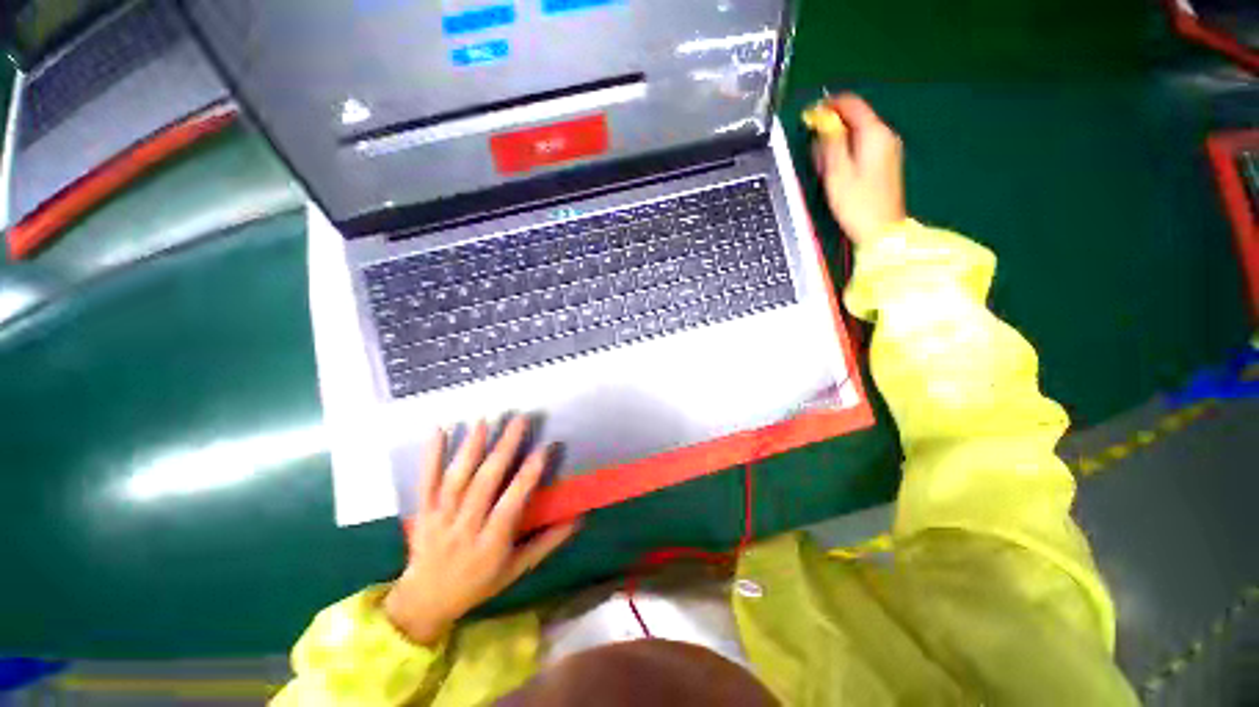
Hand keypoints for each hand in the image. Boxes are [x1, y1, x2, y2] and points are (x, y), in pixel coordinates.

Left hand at [383, 417, 578, 645]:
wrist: (424, 602)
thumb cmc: (478, 584)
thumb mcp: (517, 570)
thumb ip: (547, 542)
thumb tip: (577, 518)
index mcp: (490, 544)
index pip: (511, 505)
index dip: (528, 476)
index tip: (544, 448)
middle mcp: (464, 528)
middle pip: (484, 484)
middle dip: (503, 449)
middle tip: (519, 420)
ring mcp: (439, 518)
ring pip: (456, 479)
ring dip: (471, 447)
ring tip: (486, 420)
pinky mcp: (422, 511)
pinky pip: (426, 481)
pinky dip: (431, 455)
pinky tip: (439, 429)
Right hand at [809, 93, 906, 244]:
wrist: (880, 230)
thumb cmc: (856, 203)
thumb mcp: (837, 171)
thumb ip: (831, 141)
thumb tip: (824, 120)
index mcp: (874, 133)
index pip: (851, 104)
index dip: (829, 105)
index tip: (810, 115)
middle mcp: (885, 135)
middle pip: (855, 119)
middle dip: (832, 129)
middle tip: (815, 151)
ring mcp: (888, 149)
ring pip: (857, 134)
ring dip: (837, 143)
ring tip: (824, 167)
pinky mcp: (885, 163)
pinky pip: (863, 147)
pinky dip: (847, 153)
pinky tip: (837, 172)